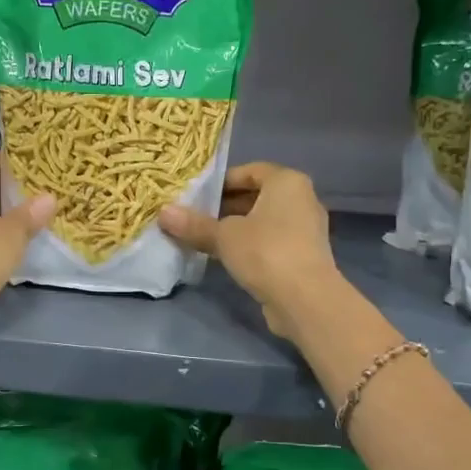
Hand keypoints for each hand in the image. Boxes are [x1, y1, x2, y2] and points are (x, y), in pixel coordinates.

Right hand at [159, 162, 339, 337]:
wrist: (305, 299)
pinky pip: (273, 241)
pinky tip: (228, 258)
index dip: (223, 181)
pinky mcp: (304, 255)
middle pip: (258, 195)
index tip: (198, 195)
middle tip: (197, 215)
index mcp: (287, 182)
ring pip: (265, 220)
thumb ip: (195, 224)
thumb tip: (164, 213)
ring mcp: (307, 229)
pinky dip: (252, 244)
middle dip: (227, 205)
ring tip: (207, 237)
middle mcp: (302, 199)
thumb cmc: (265, 252)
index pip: (251, 170)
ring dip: (238, 227)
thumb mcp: (224, 236)